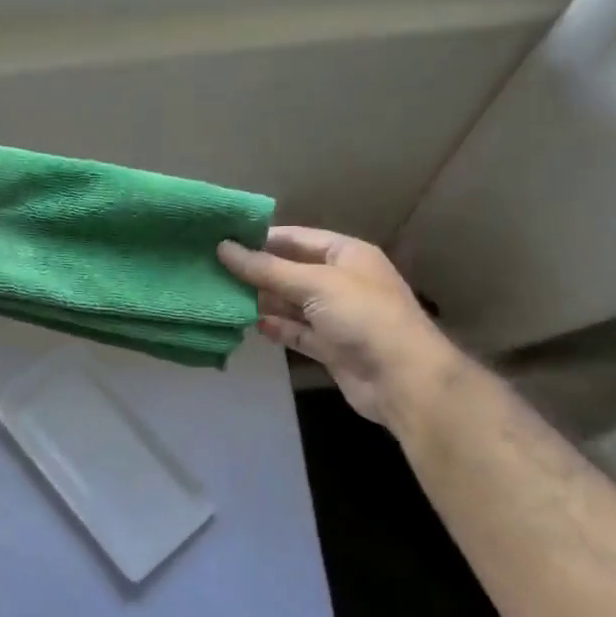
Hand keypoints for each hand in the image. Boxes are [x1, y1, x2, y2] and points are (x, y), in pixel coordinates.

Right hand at [218, 227, 454, 425]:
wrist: (402, 378)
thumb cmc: (362, 316)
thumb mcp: (314, 283)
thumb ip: (267, 269)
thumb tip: (223, 248)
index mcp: (346, 254)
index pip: (297, 238)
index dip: (262, 238)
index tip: (223, 239)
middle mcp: (341, 281)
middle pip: (291, 270)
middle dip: (257, 271)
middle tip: (213, 269)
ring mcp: (336, 316)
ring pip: (291, 303)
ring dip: (262, 301)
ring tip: (221, 295)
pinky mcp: (330, 347)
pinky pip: (296, 331)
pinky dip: (276, 327)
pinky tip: (249, 324)